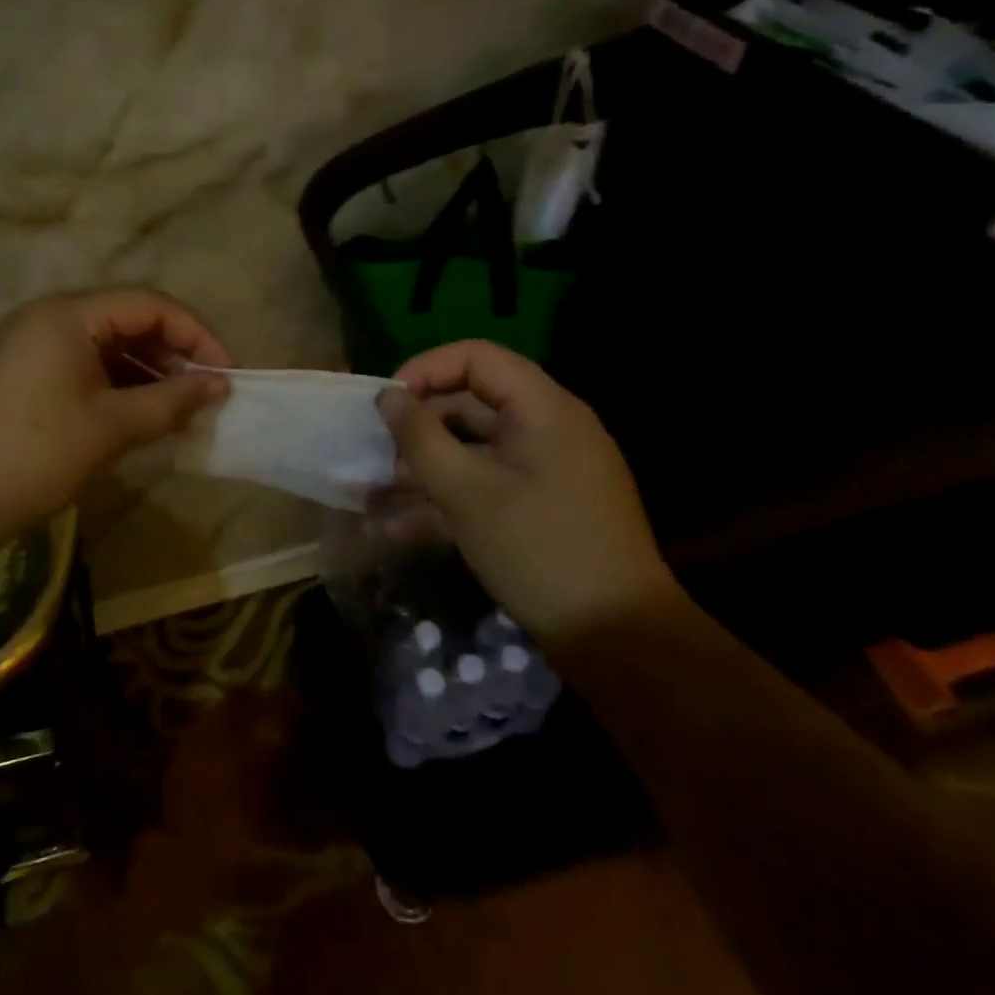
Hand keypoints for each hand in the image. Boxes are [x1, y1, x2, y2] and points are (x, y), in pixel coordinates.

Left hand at [0, 288, 230, 535]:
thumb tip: (219, 385)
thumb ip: (172, 400)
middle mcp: (45, 316)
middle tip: (202, 393)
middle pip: (125, 319)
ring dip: (144, 371)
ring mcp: (26, 344)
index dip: (196, 334)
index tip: (225, 373)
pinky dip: (113, 384)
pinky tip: (134, 414)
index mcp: (67, 314)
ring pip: (103, 344)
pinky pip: (79, 364)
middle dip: (171, 353)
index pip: (149, 304)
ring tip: (174, 409)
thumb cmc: (37, 454)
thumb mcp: (113, 427)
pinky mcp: (17, 373)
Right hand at [378, 340, 677, 639]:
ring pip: (475, 448)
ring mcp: (548, 468)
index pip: (475, 357)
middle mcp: (549, 427)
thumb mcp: (467, 493)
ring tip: (377, 494)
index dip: (425, 370)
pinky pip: (489, 483)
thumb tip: (387, 397)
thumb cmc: (539, 550)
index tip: (387, 406)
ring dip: (426, 467)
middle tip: (379, 457)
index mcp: (543, 408)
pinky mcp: (544, 504)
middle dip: (420, 427)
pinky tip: (403, 528)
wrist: (617, 636)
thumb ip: (420, 438)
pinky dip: (450, 496)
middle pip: (472, 403)